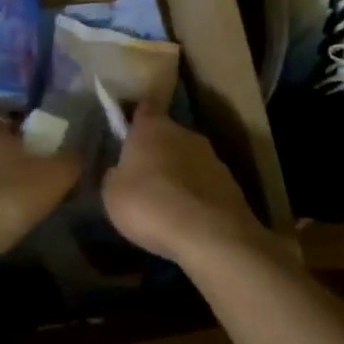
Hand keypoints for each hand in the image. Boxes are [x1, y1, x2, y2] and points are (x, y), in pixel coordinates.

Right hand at [102, 107, 274, 265]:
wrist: (208, 234)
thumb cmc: (149, 204)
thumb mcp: (111, 194)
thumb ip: (115, 175)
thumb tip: (120, 171)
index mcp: (152, 127)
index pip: (144, 109)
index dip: (136, 119)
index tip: (127, 133)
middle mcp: (185, 133)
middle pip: (168, 134)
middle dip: (158, 151)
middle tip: (144, 176)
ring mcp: (213, 158)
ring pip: (189, 159)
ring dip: (180, 173)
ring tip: (167, 202)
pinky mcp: (232, 184)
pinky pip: (205, 184)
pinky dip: (197, 195)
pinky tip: (187, 218)